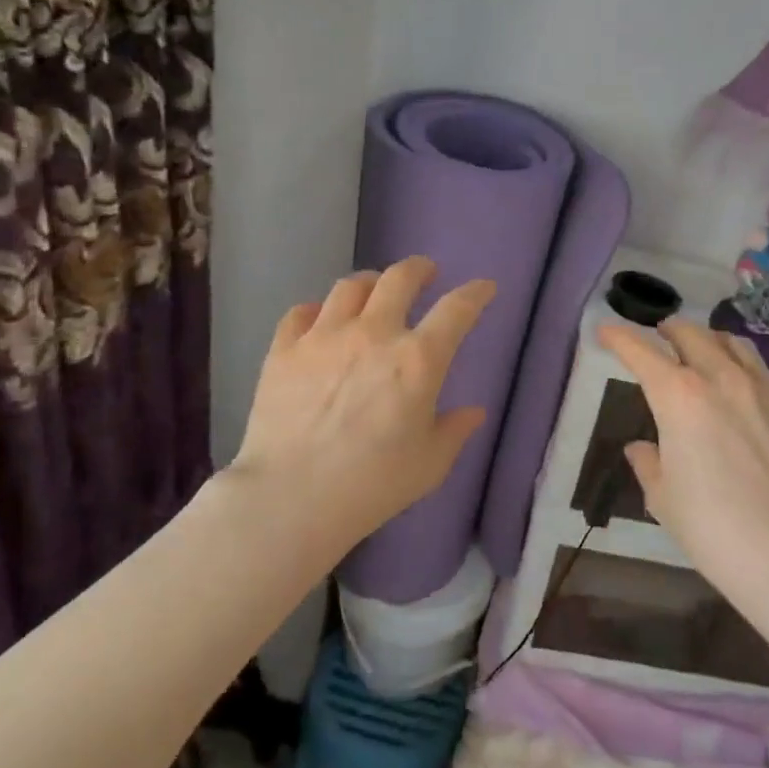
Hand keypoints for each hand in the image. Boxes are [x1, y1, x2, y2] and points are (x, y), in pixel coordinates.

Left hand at [232, 258, 495, 552]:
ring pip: (350, 287)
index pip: (457, 310)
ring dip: (370, 283)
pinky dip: (318, 310)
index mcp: (418, 360)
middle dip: (418, 269)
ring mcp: (324, 337)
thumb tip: (474, 412)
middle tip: (425, 274)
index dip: (475, 293)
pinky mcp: (284, 350)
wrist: (291, 498)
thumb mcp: (430, 464)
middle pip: (399, 278)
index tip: (484, 287)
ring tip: (373, 291)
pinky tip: (321, 320)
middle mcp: (373, 334)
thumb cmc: (373, 485)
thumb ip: (455, 430)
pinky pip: (301, 312)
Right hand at [598, 319, 768, 640]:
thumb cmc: (714, 528)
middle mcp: (721, 378)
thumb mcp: (664, 499)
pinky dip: (741, 365)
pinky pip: (762, 369)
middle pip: (691, 334)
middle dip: (668, 331)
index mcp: (679, 397)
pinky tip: (741, 386)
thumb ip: (649, 464)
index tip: (606, 331)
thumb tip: (642, 448)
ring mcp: (764, 388)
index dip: (620, 338)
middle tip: (658, 337)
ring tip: (700, 350)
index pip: (642, 353)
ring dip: (708, 339)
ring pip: (732, 343)